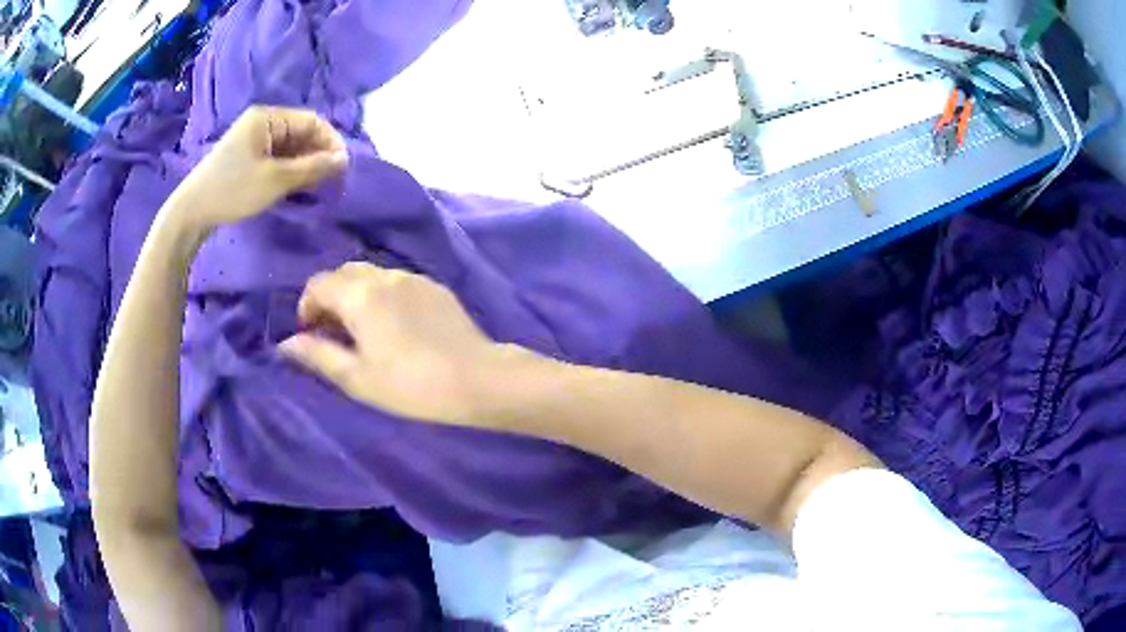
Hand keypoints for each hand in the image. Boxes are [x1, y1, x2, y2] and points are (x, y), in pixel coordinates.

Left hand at [167, 106, 347, 232]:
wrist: (191, 213)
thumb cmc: (233, 190)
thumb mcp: (275, 179)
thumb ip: (312, 167)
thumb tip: (344, 161)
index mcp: (267, 117)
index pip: (311, 121)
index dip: (331, 141)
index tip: (343, 167)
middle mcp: (262, 123)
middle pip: (301, 133)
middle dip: (318, 154)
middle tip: (332, 180)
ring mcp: (253, 141)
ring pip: (290, 148)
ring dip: (305, 164)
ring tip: (318, 186)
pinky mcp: (247, 159)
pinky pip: (277, 158)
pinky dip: (290, 171)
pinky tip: (297, 186)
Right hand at [278, 262, 518, 424]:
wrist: (477, 378)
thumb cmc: (411, 385)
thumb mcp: (357, 377)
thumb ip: (318, 355)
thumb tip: (286, 344)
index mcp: (360, 294)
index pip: (319, 283)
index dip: (307, 306)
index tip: (311, 334)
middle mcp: (384, 275)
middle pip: (343, 273)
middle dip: (330, 297)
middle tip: (333, 333)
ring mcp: (413, 277)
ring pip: (371, 274)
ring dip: (355, 295)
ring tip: (362, 331)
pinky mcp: (434, 286)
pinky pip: (396, 282)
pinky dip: (381, 295)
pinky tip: (393, 325)